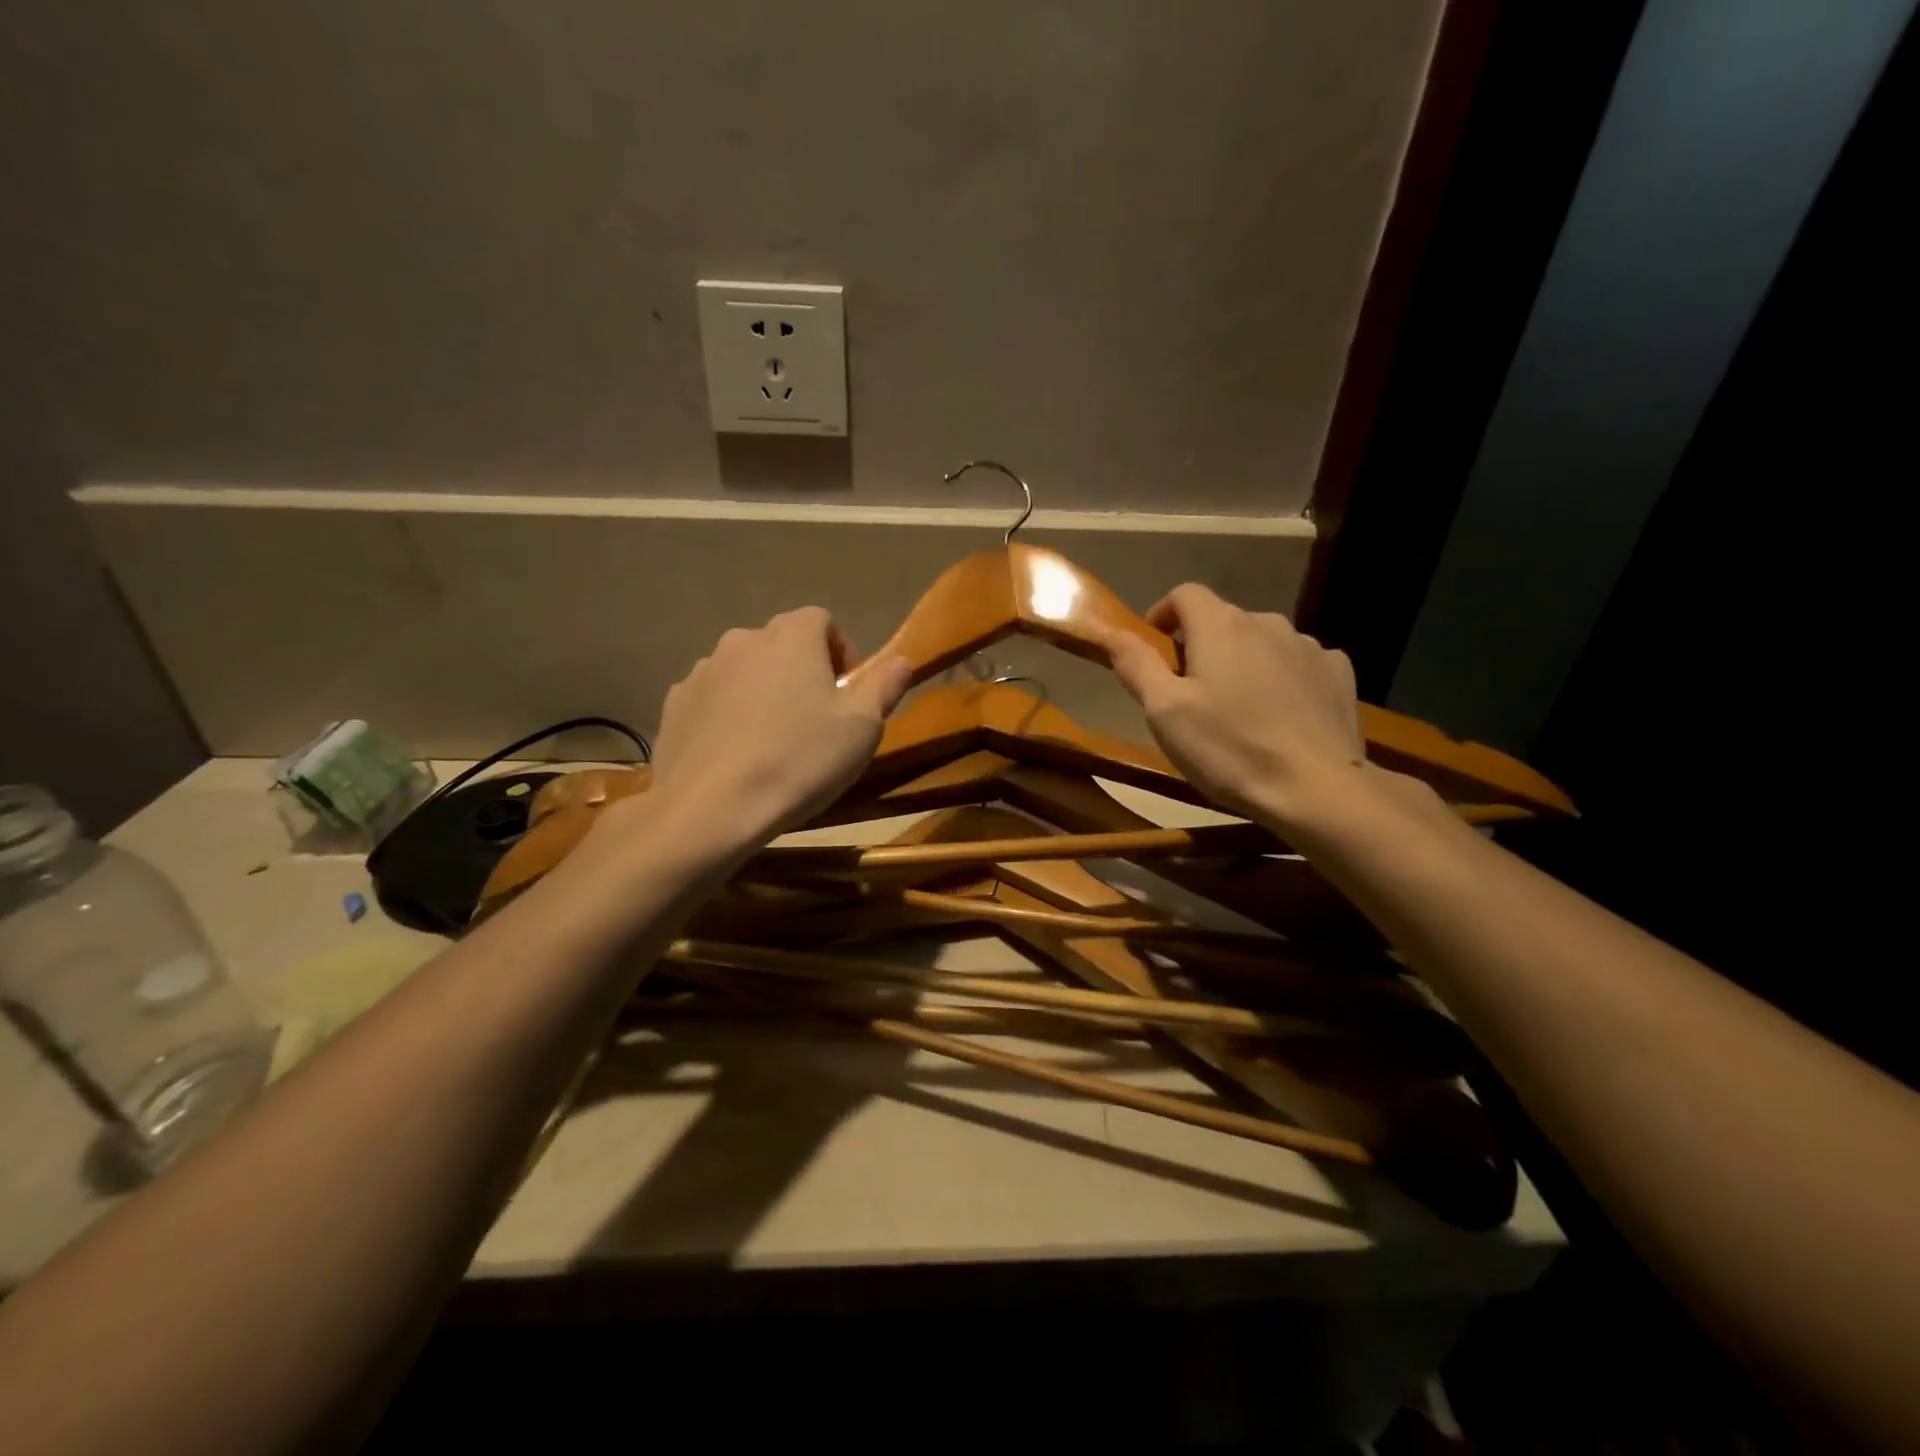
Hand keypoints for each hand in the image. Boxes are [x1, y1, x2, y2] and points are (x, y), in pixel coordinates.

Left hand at [641, 608, 911, 851]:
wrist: (712, 808)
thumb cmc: (800, 759)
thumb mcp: (862, 727)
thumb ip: (883, 686)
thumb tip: (900, 661)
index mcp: (791, 636)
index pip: (822, 620)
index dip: (840, 652)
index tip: (848, 692)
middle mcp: (742, 640)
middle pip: (781, 644)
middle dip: (802, 672)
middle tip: (815, 719)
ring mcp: (702, 671)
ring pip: (745, 671)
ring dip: (763, 692)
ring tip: (773, 740)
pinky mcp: (674, 705)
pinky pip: (713, 699)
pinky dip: (729, 715)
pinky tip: (737, 754)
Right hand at [1105, 584, 1366, 829]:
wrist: (1316, 789)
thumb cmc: (1229, 749)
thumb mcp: (1165, 712)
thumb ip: (1138, 666)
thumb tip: (1114, 633)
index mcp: (1221, 626)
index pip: (1184, 594)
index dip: (1163, 614)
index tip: (1154, 648)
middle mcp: (1267, 623)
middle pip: (1223, 620)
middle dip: (1201, 646)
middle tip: (1189, 693)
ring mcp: (1308, 647)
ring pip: (1261, 642)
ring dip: (1242, 662)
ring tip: (1237, 708)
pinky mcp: (1337, 674)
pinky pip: (1297, 663)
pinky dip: (1281, 677)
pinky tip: (1279, 714)